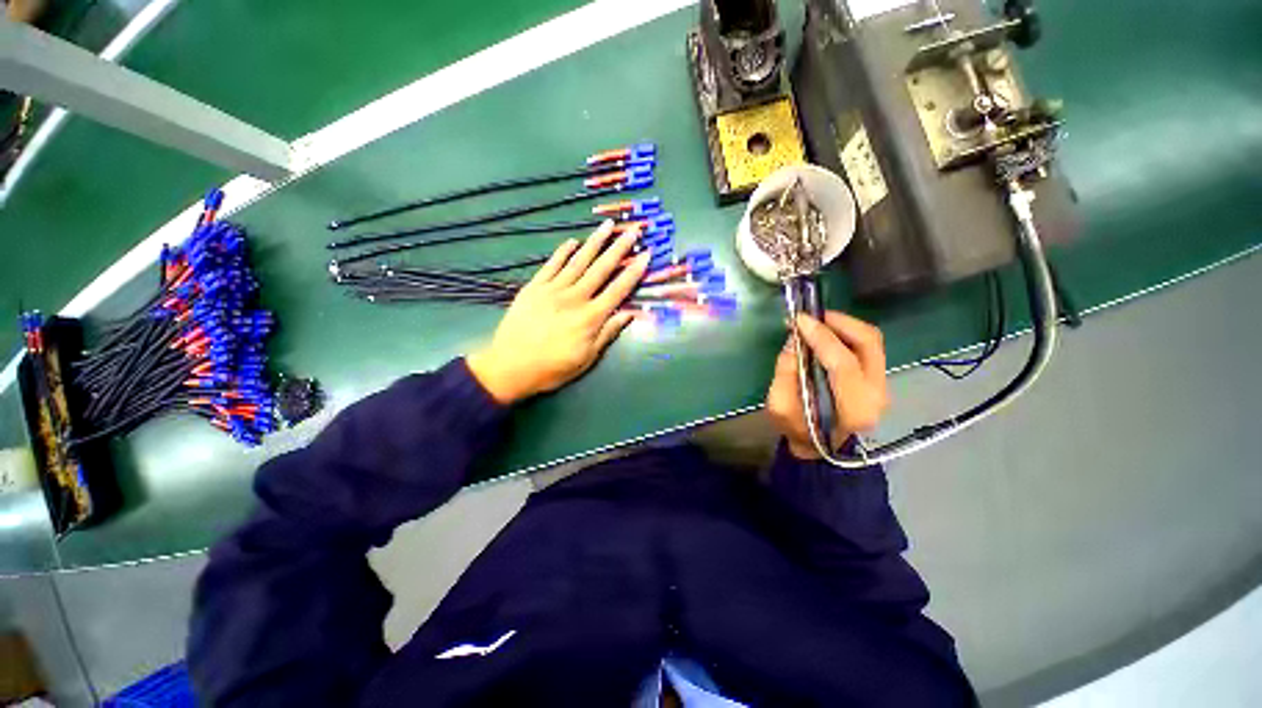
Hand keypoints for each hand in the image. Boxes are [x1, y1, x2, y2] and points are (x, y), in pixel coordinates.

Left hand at [467, 221, 650, 404]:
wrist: (509, 367)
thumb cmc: (552, 368)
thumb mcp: (586, 358)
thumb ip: (608, 334)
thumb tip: (629, 314)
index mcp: (590, 317)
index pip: (618, 290)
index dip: (633, 272)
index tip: (646, 255)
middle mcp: (575, 298)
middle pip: (601, 269)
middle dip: (619, 249)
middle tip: (632, 231)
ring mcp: (553, 290)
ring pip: (578, 261)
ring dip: (594, 242)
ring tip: (607, 225)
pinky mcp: (534, 288)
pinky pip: (551, 265)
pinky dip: (562, 252)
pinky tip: (572, 241)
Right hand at [766, 311, 889, 458]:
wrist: (821, 449)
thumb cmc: (798, 431)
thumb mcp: (779, 407)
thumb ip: (785, 372)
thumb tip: (794, 340)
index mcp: (853, 409)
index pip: (843, 363)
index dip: (821, 337)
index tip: (799, 320)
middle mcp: (876, 395)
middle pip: (869, 344)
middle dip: (839, 322)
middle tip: (813, 315)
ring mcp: (883, 386)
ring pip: (872, 341)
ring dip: (844, 325)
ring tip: (818, 321)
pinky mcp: (879, 378)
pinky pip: (868, 347)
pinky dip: (847, 334)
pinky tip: (827, 333)